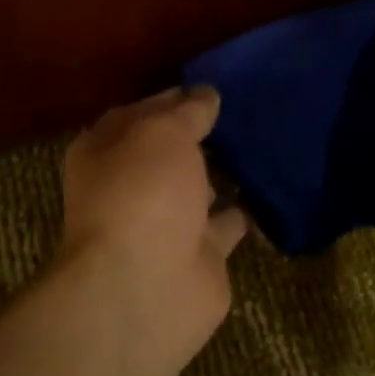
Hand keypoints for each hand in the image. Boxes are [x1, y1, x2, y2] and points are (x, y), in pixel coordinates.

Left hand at [58, 87, 247, 366]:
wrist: (146, 288)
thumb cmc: (143, 195)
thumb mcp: (163, 134)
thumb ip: (187, 112)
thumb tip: (205, 94)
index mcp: (106, 154)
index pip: (139, 114)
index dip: (171, 99)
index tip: (210, 86)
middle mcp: (131, 188)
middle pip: (168, 154)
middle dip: (198, 136)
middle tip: (242, 111)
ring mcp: (166, 225)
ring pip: (196, 190)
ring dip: (219, 174)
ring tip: (257, 145)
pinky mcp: (199, 256)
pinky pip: (225, 225)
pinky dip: (241, 212)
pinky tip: (268, 190)